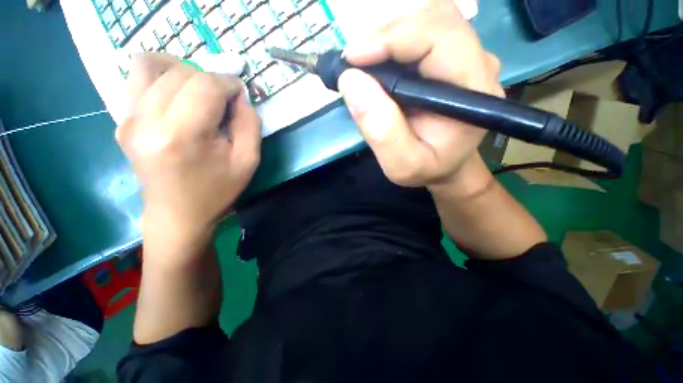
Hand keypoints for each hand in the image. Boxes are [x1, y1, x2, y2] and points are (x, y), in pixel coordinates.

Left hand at [117, 53, 260, 258]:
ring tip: (198, 89)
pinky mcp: (121, 121)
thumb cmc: (217, 191)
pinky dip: (160, 76)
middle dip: (209, 78)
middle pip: (180, 73)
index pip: (205, 86)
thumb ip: (249, 124)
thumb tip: (240, 97)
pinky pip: (136, 80)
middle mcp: (146, 121)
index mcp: (181, 136)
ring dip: (181, 69)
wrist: (177, 215)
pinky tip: (177, 95)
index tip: (240, 92)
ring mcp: (127, 120)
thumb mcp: (247, 161)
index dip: (228, 82)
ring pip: (149, 66)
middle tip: (223, 98)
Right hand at [338, 0, 503, 188]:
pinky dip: (392, 44)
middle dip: (386, 35)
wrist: (445, 167)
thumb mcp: (402, 164)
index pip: (440, 36)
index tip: (353, 59)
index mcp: (472, 91)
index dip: (392, 38)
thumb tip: (350, 82)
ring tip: (364, 67)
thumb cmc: (427, 169)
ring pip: (425, 22)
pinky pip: (421, 35)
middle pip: (433, 19)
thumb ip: (381, 131)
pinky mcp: (451, 58)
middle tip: (354, 63)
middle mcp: (477, 64)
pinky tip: (378, 67)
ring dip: (387, 39)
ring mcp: (467, 57)